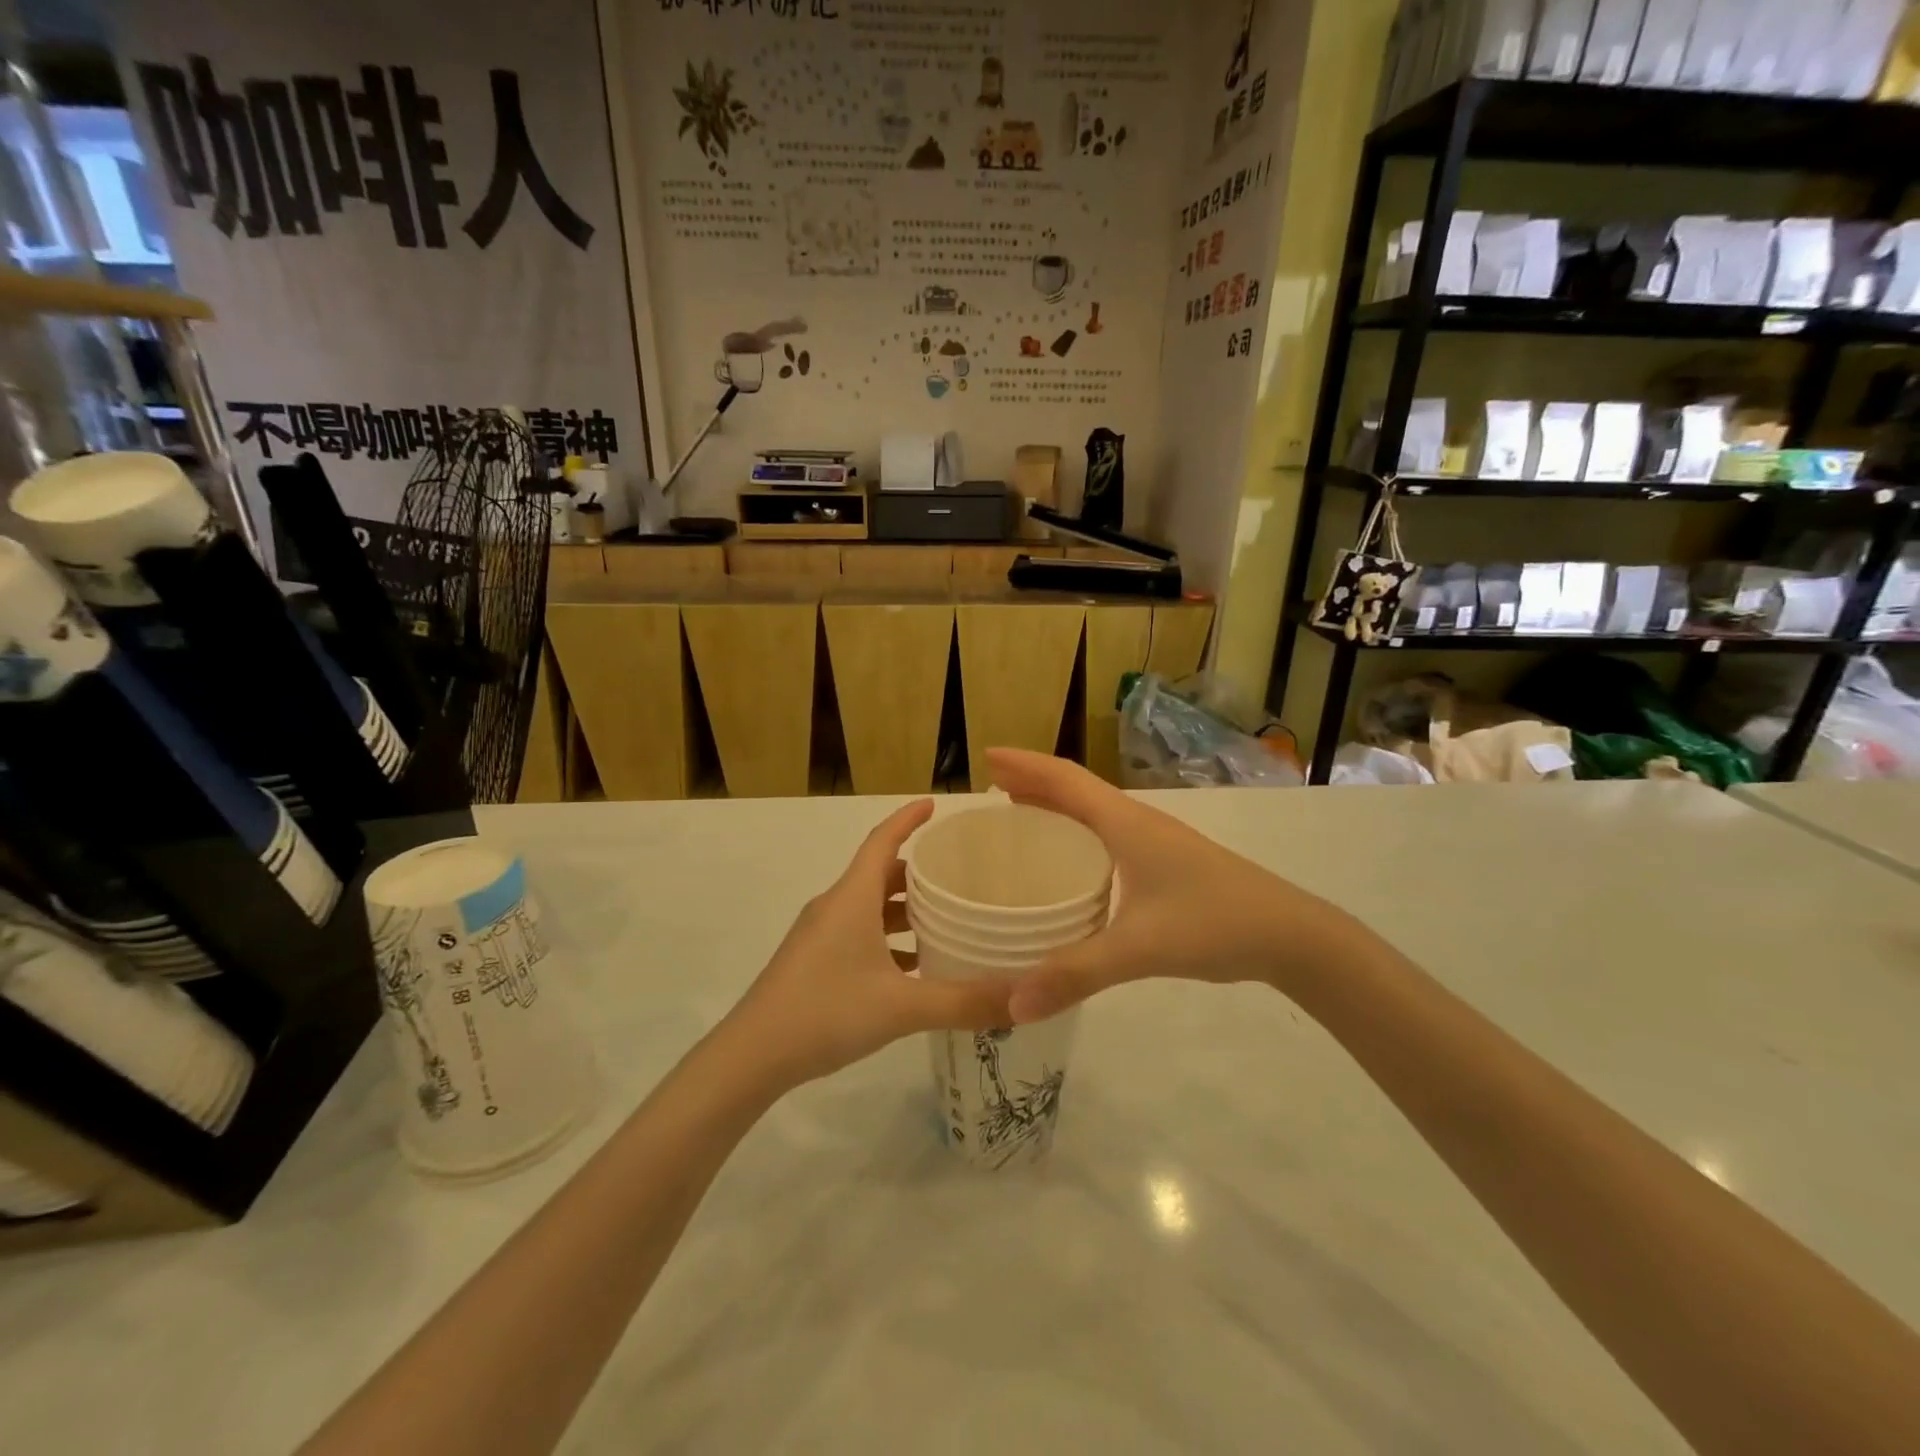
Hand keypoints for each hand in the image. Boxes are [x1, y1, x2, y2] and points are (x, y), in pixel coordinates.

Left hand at [722, 800, 1015, 1089]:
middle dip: (918, 870)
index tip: (936, 805)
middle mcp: (835, 906)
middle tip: (961, 873)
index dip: (909, 819)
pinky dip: (889, 938)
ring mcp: (820, 934)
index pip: (882, 840)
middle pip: (880, 873)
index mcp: (852, 898)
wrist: (752, 1056)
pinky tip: (915, 965)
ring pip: (869, 906)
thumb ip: (962, 1002)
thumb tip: (1022, 997)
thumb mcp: (901, 1007)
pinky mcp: (814, 960)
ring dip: (904, 907)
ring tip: (947, 918)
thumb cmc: (825, 1013)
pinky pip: (859, 933)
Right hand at [985, 749, 1360, 1021]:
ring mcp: (1155, 842)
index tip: (986, 757)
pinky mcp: (1166, 864)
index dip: (1025, 765)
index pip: (1066, 779)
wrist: (1291, 935)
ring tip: (1020, 815)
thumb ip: (1076, 973)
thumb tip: (1011, 1004)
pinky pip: (1108, 834)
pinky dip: (1078, 833)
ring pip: (1094, 811)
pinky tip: (1071, 861)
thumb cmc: (1214, 923)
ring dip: (1055, 805)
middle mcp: (1137, 822)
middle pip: (1076, 789)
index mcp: (1126, 823)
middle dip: (1032, 782)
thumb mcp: (1141, 948)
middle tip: (990, 788)